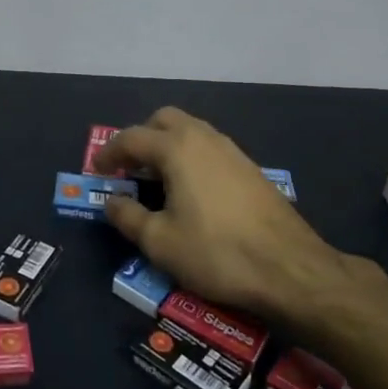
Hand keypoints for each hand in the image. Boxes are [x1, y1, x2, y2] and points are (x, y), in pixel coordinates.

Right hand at [94, 107, 384, 321]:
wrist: (290, 268)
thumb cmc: (216, 253)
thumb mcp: (160, 242)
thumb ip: (127, 217)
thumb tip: (111, 201)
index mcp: (177, 149)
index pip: (132, 137)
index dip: (109, 152)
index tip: (97, 171)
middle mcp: (204, 138)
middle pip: (164, 120)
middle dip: (141, 137)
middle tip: (129, 167)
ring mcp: (232, 151)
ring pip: (191, 131)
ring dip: (168, 145)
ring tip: (157, 179)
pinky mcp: (250, 168)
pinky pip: (210, 148)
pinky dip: (191, 157)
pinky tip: (192, 191)